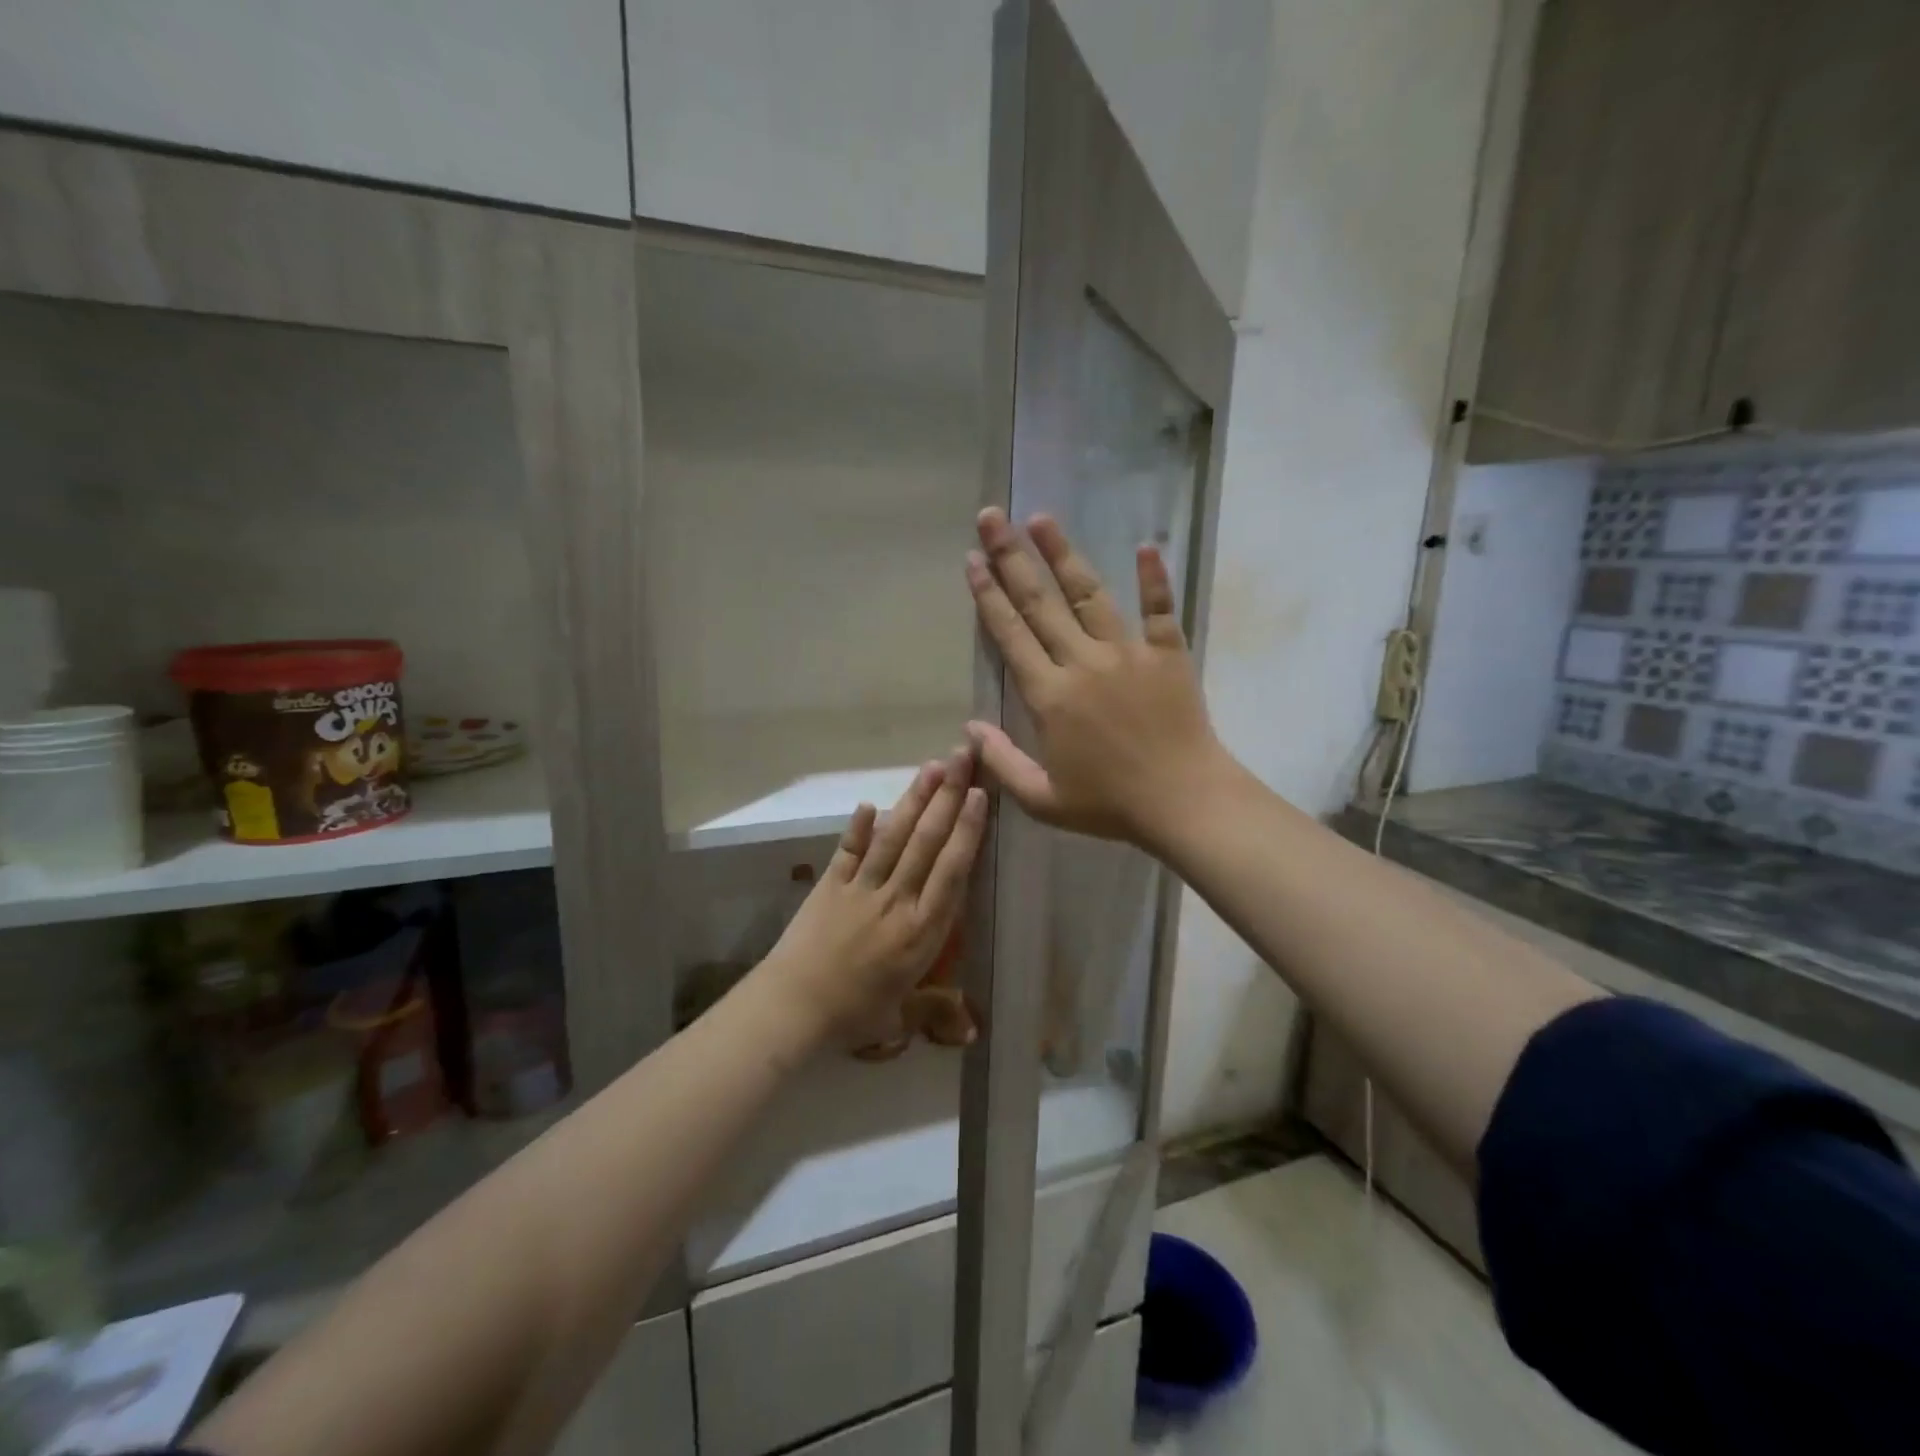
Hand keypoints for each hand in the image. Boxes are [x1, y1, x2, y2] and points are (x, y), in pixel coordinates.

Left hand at [758, 749, 987, 1049]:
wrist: (793, 1009)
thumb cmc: (853, 1015)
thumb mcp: (901, 1015)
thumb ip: (937, 1011)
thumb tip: (975, 1031)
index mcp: (921, 931)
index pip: (952, 871)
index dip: (966, 831)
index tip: (979, 796)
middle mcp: (897, 901)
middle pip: (926, 841)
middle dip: (947, 796)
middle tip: (963, 758)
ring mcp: (861, 889)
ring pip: (893, 837)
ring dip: (913, 800)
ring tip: (931, 767)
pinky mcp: (830, 885)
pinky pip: (848, 851)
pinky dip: (858, 827)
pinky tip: (869, 803)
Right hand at [965, 507, 1228, 848]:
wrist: (1183, 802)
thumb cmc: (1109, 805)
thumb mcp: (1043, 800)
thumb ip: (1001, 762)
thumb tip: (969, 728)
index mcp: (1050, 696)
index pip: (1011, 635)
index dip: (988, 596)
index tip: (972, 559)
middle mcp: (1083, 662)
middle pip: (1041, 602)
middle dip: (1012, 557)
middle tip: (992, 517)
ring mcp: (1128, 653)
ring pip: (1090, 594)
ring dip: (1064, 554)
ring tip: (1042, 518)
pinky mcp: (1167, 654)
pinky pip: (1159, 609)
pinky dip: (1154, 577)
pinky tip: (1145, 545)